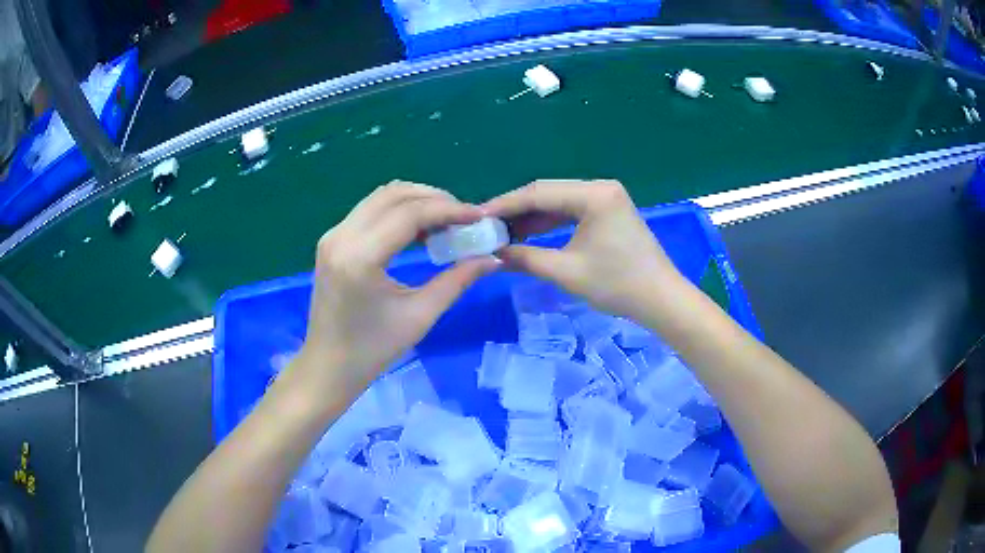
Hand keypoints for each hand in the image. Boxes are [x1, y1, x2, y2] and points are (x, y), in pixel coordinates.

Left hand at [294, 181, 500, 395]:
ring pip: (381, 197)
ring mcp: (332, 235)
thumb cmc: (373, 350)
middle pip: (394, 195)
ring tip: (446, 220)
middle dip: (434, 198)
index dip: (448, 209)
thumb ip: (457, 280)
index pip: (409, 214)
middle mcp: (341, 236)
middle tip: (464, 217)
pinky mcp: (332, 240)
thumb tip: (493, 258)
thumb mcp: (420, 316)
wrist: (329, 366)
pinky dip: (398, 210)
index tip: (479, 215)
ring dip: (416, 200)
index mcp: (360, 258)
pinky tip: (419, 228)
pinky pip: (370, 210)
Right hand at [483, 180, 684, 320]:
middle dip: (515, 210)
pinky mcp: (608, 211)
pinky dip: (549, 222)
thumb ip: (526, 258)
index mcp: (594, 194)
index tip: (477, 217)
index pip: (538, 193)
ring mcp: (606, 197)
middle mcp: (600, 187)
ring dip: (531, 217)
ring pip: (558, 201)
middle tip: (486, 227)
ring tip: (502, 232)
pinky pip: (571, 210)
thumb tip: (493, 254)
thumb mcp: (567, 272)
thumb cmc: (618, 285)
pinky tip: (528, 233)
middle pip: (547, 193)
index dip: (504, 205)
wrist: (661, 300)